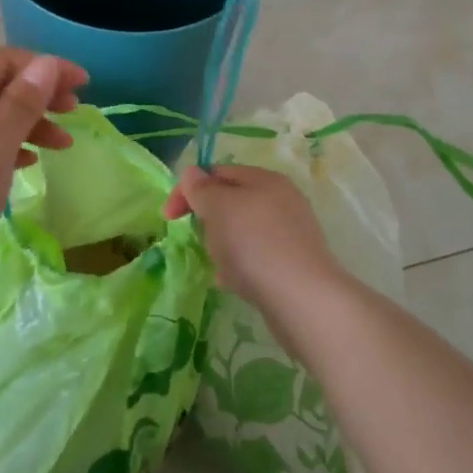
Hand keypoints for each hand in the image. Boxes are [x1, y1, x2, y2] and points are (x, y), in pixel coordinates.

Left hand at [0, 47, 87, 291]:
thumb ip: (23, 102)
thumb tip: (46, 64)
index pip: (0, 60)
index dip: (45, 66)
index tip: (83, 84)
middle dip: (37, 96)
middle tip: (74, 114)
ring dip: (25, 125)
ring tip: (60, 145)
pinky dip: (2, 146)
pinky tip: (25, 163)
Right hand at [162, 164, 344, 312]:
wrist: (303, 300)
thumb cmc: (254, 244)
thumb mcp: (218, 207)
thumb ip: (201, 188)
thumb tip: (193, 174)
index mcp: (264, 179)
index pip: (216, 172)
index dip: (188, 190)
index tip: (169, 218)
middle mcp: (281, 200)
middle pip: (231, 202)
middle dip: (208, 220)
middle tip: (200, 239)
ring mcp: (290, 233)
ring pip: (241, 231)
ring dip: (222, 245)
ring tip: (219, 265)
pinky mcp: (293, 263)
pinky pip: (255, 257)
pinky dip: (240, 266)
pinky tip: (235, 283)